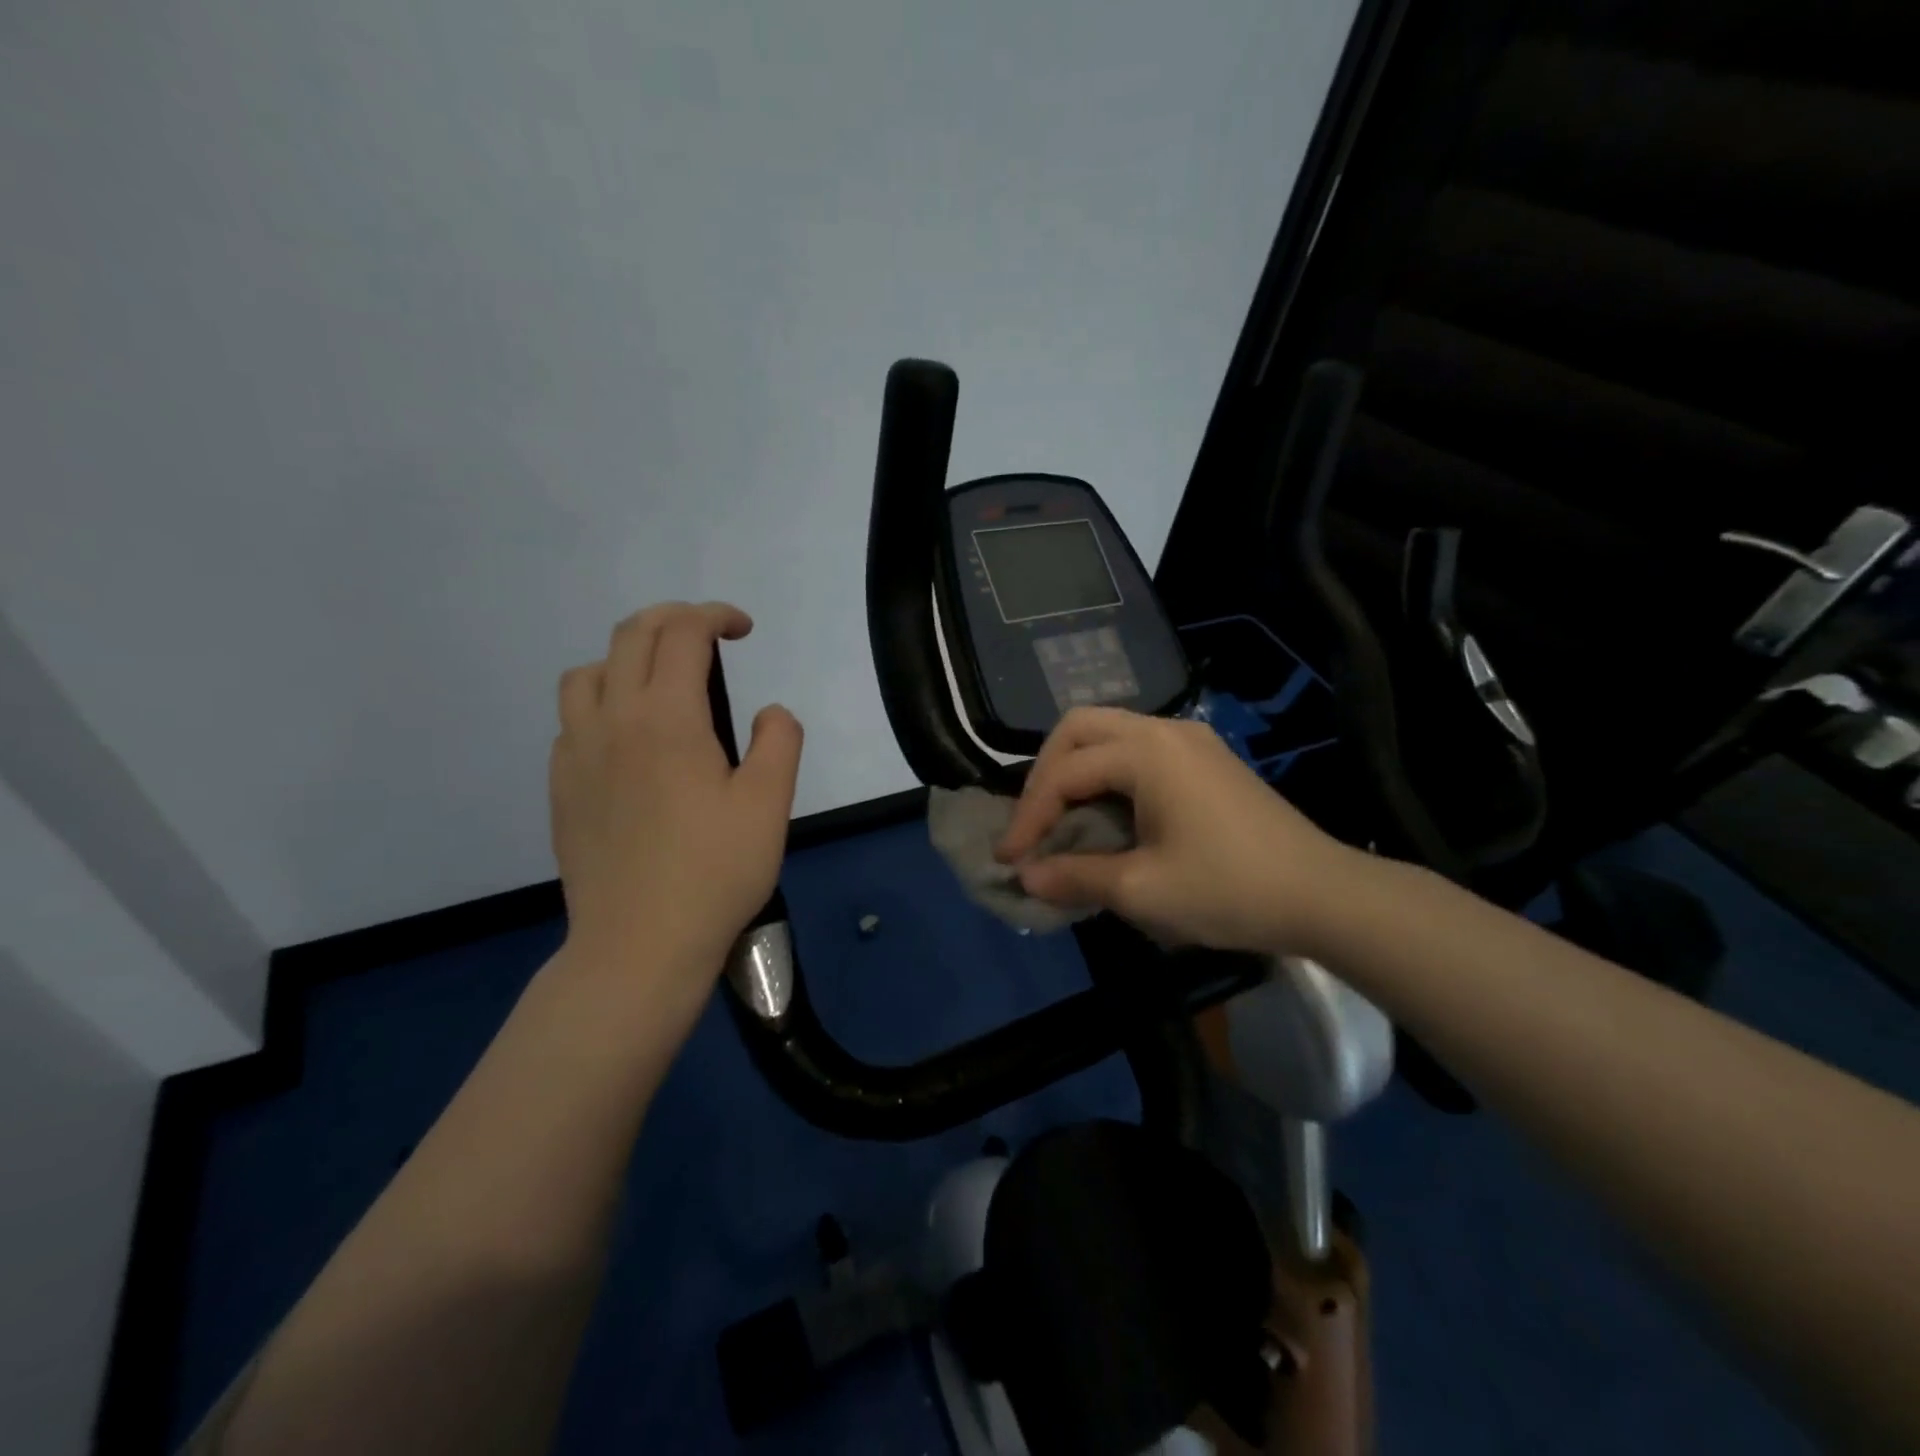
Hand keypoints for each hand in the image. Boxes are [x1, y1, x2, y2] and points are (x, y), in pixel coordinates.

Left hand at [548, 602, 802, 1020]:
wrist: (639, 944)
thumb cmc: (714, 872)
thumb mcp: (769, 804)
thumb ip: (778, 742)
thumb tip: (769, 713)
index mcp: (666, 717)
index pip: (682, 633)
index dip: (715, 616)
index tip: (743, 630)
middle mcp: (612, 720)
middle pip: (630, 636)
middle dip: (673, 619)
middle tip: (709, 638)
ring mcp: (576, 753)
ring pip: (588, 673)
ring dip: (628, 658)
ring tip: (661, 685)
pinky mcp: (562, 786)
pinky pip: (573, 719)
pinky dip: (604, 703)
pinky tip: (630, 741)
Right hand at [996, 707, 1366, 954]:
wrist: (1324, 895)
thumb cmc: (1229, 889)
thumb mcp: (1142, 890)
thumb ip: (1075, 876)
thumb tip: (1025, 876)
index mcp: (1146, 751)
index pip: (1064, 773)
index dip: (1029, 816)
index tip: (1009, 859)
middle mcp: (1164, 730)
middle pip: (1079, 729)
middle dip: (1045, 774)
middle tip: (1033, 823)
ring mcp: (1189, 740)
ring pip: (1108, 734)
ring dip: (1075, 771)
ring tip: (1061, 820)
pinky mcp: (1206, 759)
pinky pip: (1137, 751)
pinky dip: (1107, 775)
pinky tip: (1107, 815)